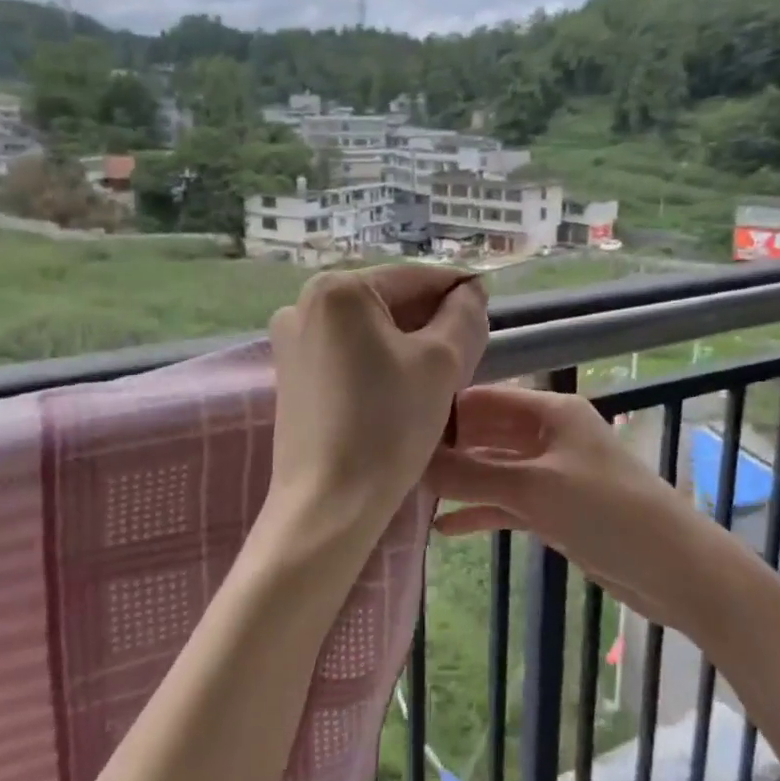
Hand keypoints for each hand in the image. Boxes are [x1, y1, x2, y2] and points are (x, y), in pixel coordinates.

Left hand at [265, 265, 487, 565]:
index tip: (488, 311)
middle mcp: (304, 304)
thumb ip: (463, 315)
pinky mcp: (291, 374)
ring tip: (439, 376)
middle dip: (431, 321)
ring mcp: (291, 340)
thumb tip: (470, 291)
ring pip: (369, 328)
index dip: (457, 291)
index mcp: (338, 289)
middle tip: (467, 353)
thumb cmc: (388, 424)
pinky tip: (402, 389)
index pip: (414, 277)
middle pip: (388, 300)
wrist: (329, 503)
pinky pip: (348, 352)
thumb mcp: (442, 362)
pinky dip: (380, 360)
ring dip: (408, 342)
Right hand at [424, 385, 723, 631]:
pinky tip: (443, 528)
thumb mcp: (535, 489)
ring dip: (459, 483)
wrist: (675, 569)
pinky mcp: (556, 510)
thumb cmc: (608, 512)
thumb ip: (471, 476)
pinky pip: (508, 503)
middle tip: (394, 466)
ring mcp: (553, 474)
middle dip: (446, 449)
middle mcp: (550, 435)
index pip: (484, 399)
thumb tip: (410, 464)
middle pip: (486, 434)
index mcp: (550, 412)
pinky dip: (480, 512)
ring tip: (409, 495)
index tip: (395, 428)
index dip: (443, 411)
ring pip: (494, 471)